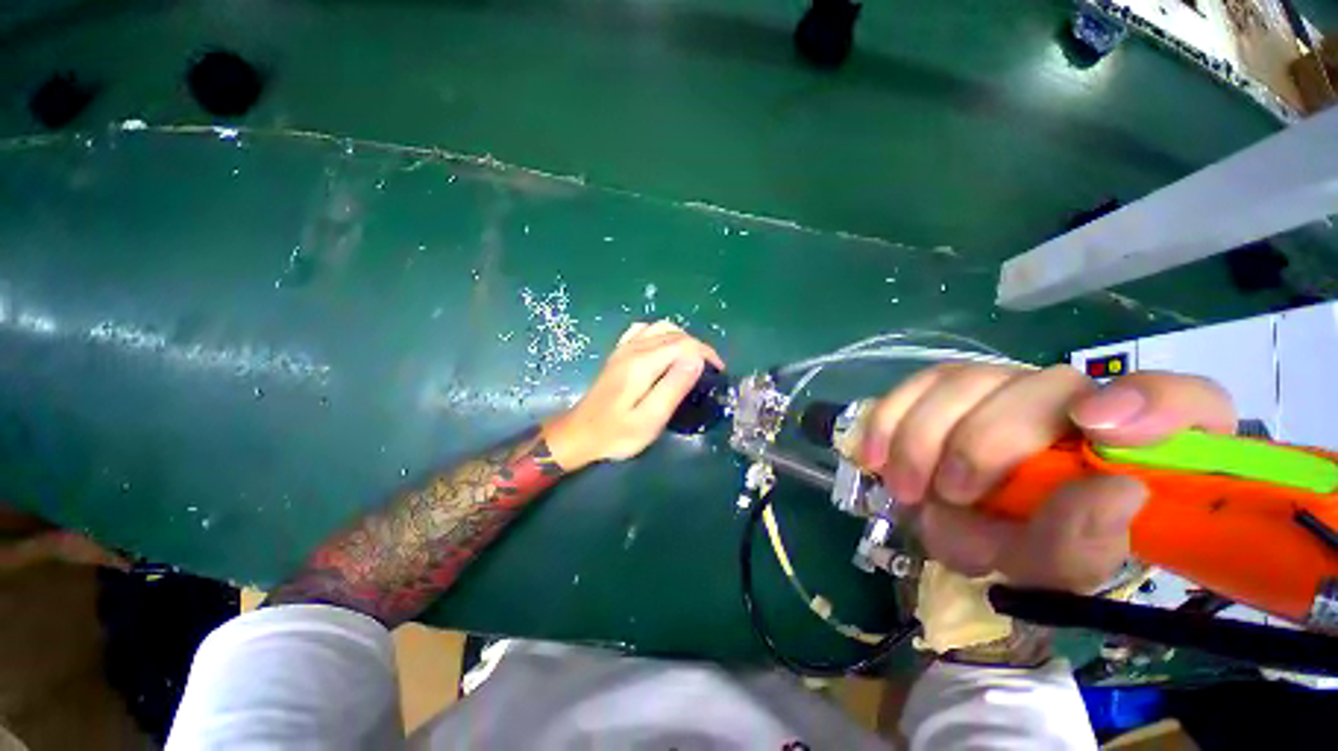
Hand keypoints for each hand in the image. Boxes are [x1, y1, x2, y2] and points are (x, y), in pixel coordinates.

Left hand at [542, 321, 724, 470]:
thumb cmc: (617, 433)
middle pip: (675, 334)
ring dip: (683, 339)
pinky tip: (665, 350)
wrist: (580, 433)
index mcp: (643, 363)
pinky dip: (662, 334)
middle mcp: (634, 348)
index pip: (684, 344)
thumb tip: (696, 358)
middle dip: (698, 348)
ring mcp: (624, 348)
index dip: (706, 353)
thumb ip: (673, 387)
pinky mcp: (619, 352)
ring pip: (662, 327)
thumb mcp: (650, 419)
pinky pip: (644, 330)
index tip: (718, 372)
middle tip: (710, 371)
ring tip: (692, 361)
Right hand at [859, 365, 1235, 591]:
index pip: (1182, 401)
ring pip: (963, 380)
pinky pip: (914, 386)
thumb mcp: (1061, 566)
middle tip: (948, 493)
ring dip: (925, 437)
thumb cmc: (1030, 545)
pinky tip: (874, 455)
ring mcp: (1007, 386)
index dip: (1149, 404)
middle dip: (983, 443)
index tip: (1097, 430)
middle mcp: (1074, 400)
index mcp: (1138, 445)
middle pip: (1042, 386)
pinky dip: (888, 419)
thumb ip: (1085, 542)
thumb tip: (1113, 492)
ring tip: (907, 487)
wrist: (975, 523)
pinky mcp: (948, 388)